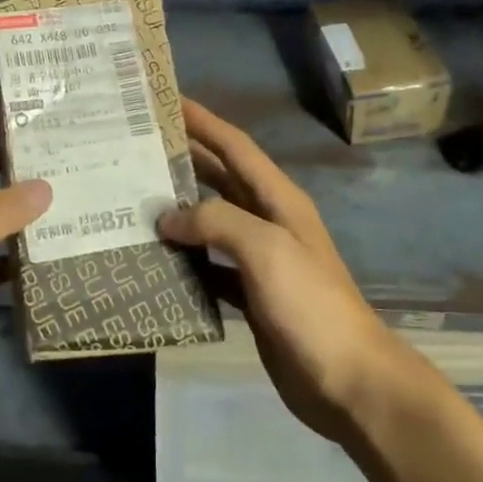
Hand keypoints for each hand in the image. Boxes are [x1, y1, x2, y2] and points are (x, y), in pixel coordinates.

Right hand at [160, 98, 403, 441]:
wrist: (348, 380)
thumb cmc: (310, 304)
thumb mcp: (266, 249)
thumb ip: (216, 221)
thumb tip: (168, 218)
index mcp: (278, 200)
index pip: (235, 146)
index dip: (203, 121)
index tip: (167, 101)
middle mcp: (268, 221)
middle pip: (220, 178)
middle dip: (183, 160)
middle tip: (137, 148)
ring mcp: (260, 259)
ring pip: (211, 222)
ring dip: (178, 210)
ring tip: (135, 199)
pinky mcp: (250, 294)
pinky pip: (209, 266)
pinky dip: (185, 259)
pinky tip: (156, 259)